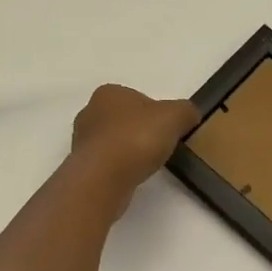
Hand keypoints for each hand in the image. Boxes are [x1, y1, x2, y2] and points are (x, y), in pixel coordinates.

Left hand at [69, 85, 199, 193]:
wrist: (104, 178)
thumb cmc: (137, 138)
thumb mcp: (174, 116)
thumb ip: (186, 111)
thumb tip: (190, 115)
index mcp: (108, 93)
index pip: (136, 99)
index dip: (154, 113)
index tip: (166, 130)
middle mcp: (89, 112)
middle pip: (123, 120)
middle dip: (140, 132)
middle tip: (158, 147)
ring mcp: (81, 141)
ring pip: (112, 142)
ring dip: (128, 151)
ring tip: (145, 165)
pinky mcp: (81, 167)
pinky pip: (105, 163)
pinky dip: (118, 169)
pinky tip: (130, 177)